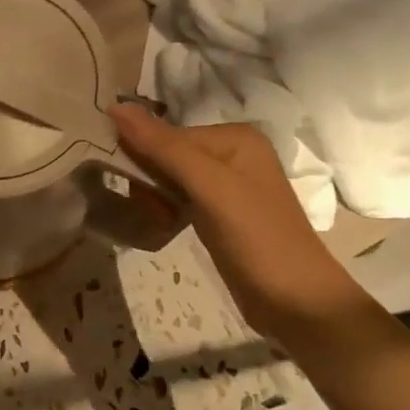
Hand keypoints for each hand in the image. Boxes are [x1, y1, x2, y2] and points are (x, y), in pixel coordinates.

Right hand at [110, 104, 365, 340]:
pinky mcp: (220, 214)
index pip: (167, 134)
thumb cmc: (256, 238)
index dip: (142, 156)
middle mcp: (232, 154)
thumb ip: (164, 147)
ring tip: (160, 221)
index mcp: (234, 137)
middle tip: (151, 209)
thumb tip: (114, 105)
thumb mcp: (209, 187)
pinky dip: (165, 211)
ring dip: (154, 198)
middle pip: (167, 154)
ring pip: (169, 179)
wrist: (296, 303)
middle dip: (149, 180)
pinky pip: (178, 199)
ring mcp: (227, 186)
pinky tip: (164, 226)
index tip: (131, 187)